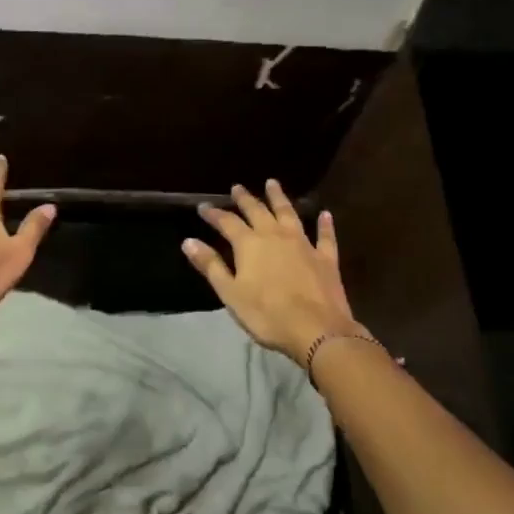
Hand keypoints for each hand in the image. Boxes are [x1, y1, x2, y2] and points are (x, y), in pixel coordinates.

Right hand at [183, 181, 360, 362]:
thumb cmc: (267, 314)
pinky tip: (325, 214)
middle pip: (257, 211)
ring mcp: (303, 244)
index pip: (227, 222)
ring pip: (289, 213)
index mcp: (249, 244)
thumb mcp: (230, 293)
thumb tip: (188, 241)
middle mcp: (275, 235)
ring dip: (279, 197)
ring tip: (272, 183)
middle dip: (245, 199)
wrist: (316, 330)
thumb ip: (211, 265)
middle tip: (237, 187)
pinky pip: (325, 236)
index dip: (214, 213)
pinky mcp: (325, 258)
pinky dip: (324, 224)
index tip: (203, 206)